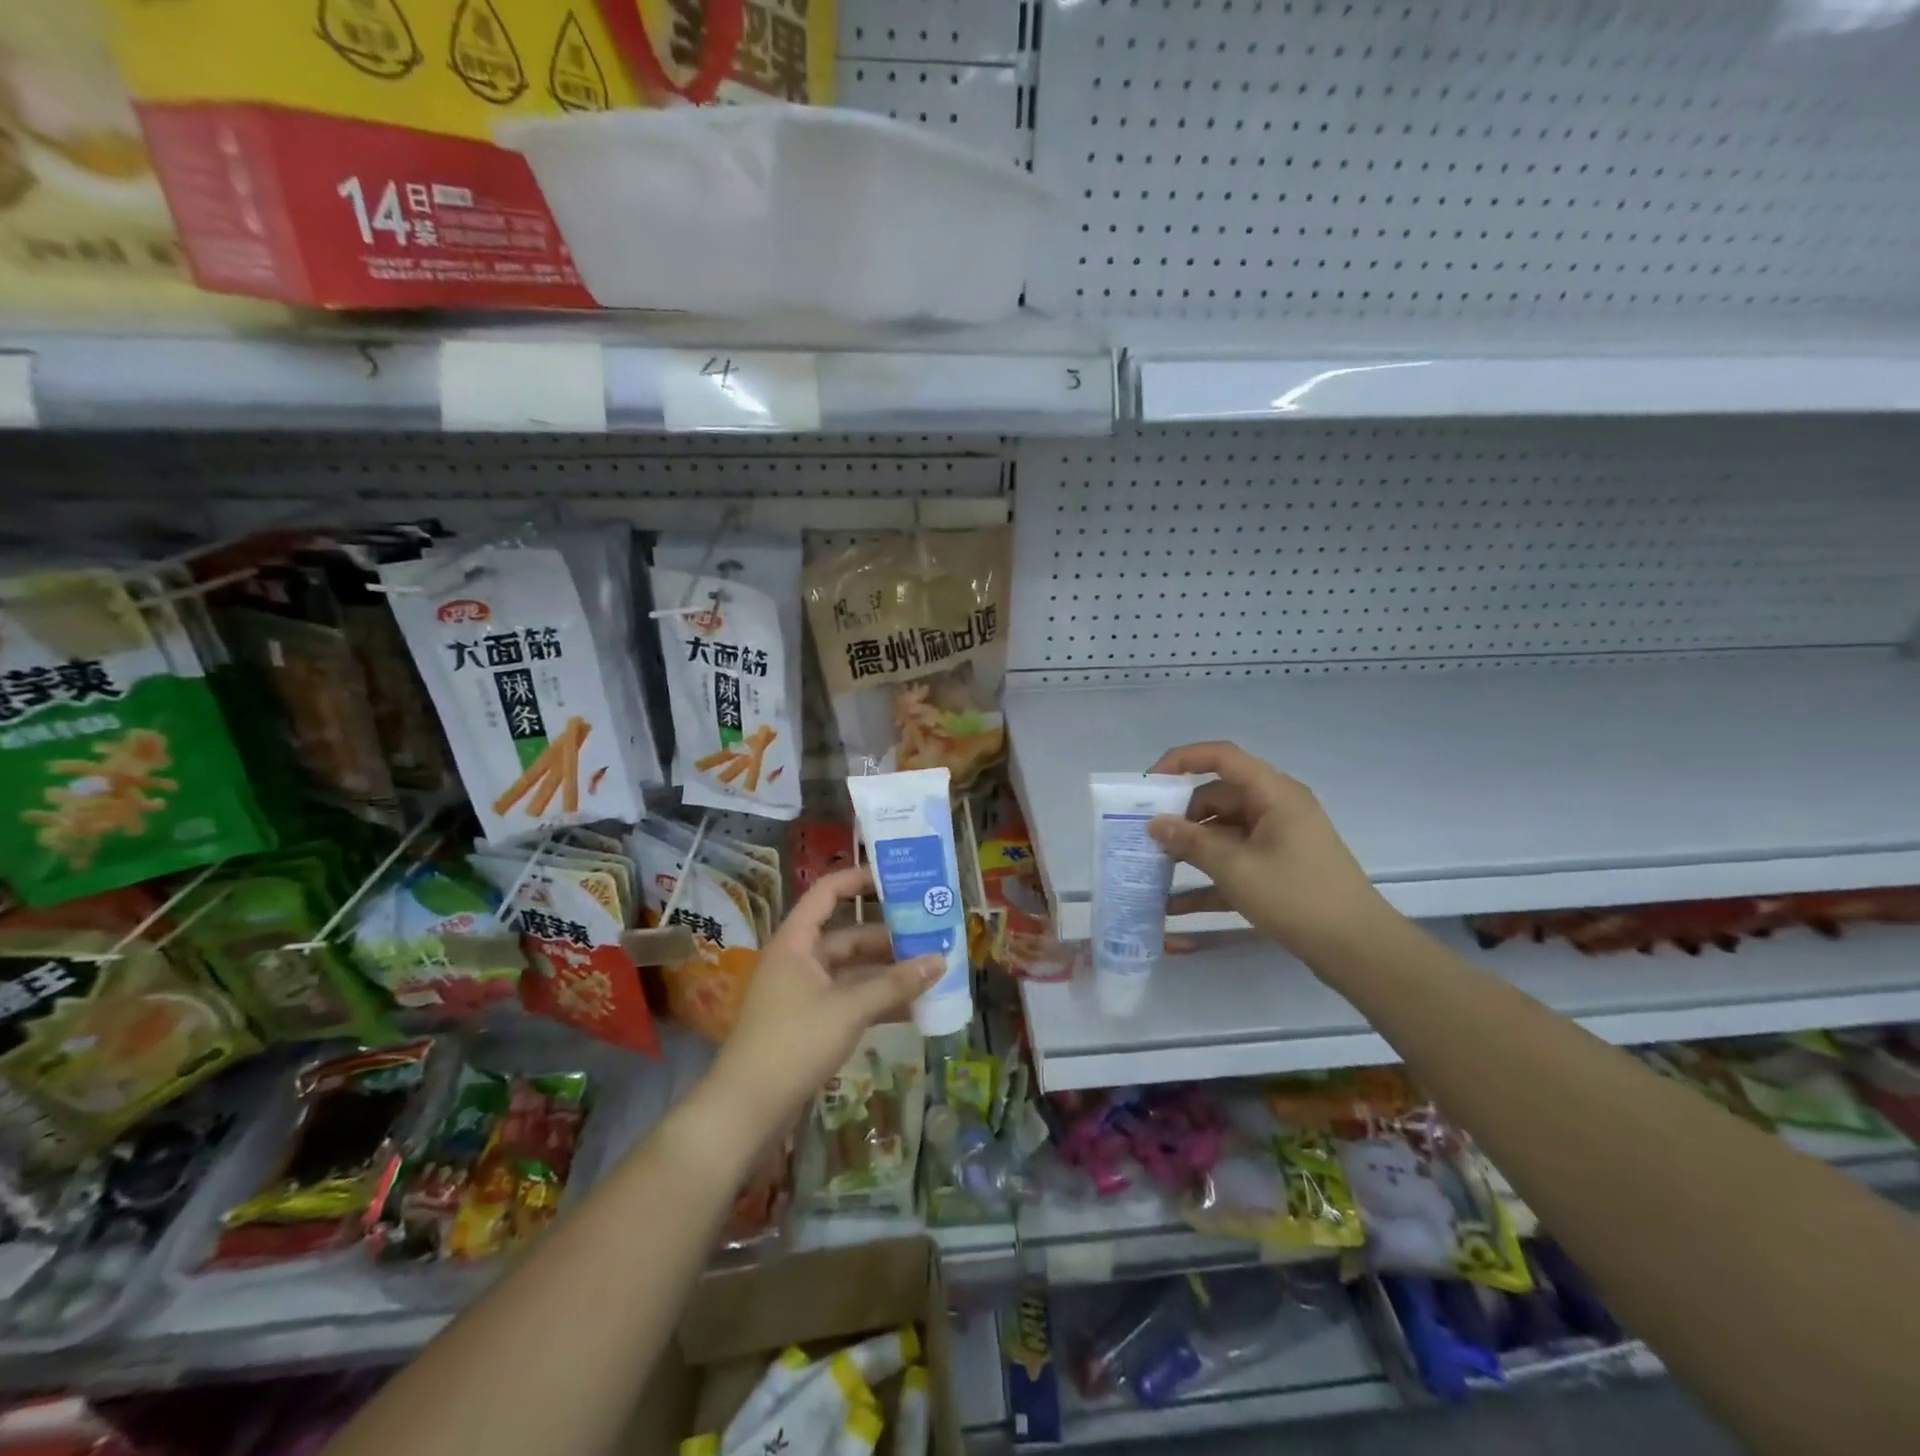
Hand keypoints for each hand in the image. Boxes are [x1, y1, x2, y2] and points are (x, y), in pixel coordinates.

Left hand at [710, 866, 942, 1130]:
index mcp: (796, 941)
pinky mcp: (810, 1022)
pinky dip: (877, 1001)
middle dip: (888, 936)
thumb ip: (895, 984)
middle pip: (847, 935)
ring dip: (887, 972)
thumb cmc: (794, 1042)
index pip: (827, 893)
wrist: (748, 1109)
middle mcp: (799, 959)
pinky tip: (913, 1008)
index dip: (859, 879)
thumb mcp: (849, 1008)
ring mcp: (804, 992)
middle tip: (930, 933)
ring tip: (930, 969)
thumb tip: (941, 961)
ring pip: (852, 970)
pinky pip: (850, 999)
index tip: (897, 879)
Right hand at [1146, 740, 1391, 964]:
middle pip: (1217, 797)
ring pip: (1222, 832)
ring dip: (1189, 848)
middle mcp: (1275, 808)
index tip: (1148, 785)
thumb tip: (1154, 823)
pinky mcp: (1276, 870)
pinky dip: (1206, 879)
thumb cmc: (1297, 896)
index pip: (1221, 757)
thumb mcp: (1236, 868)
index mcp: (1273, 794)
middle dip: (1179, 815)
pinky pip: (1233, 863)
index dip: (1181, 760)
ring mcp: (1276, 840)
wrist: (1358, 949)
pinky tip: (1172, 905)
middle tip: (1143, 835)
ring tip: (1150, 865)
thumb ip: (1191, 842)